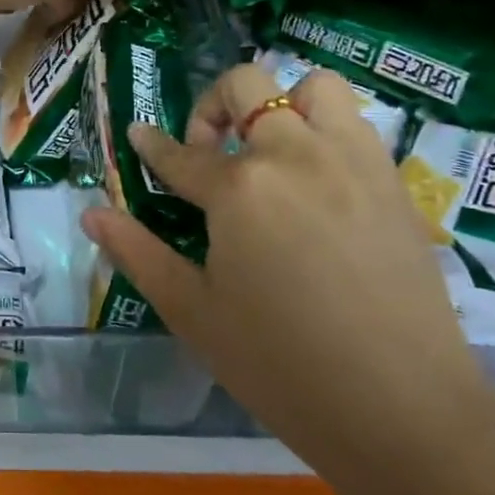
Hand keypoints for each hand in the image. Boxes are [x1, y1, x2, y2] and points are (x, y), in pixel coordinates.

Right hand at [81, 63, 494, 494]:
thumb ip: (137, 252)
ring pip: (312, 88)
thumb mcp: (192, 311)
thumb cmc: (279, 364)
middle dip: (213, 107)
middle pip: (247, 87)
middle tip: (209, 154)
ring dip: (280, 105)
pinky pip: (355, 124)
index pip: (181, 154)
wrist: (402, 408)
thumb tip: (92, 213)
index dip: (152, 146)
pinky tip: (314, 179)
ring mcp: (352, 161)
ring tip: (269, 152)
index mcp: (240, 188)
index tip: (139, 136)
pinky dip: (325, 130)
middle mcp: (295, 155)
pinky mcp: (392, 181)